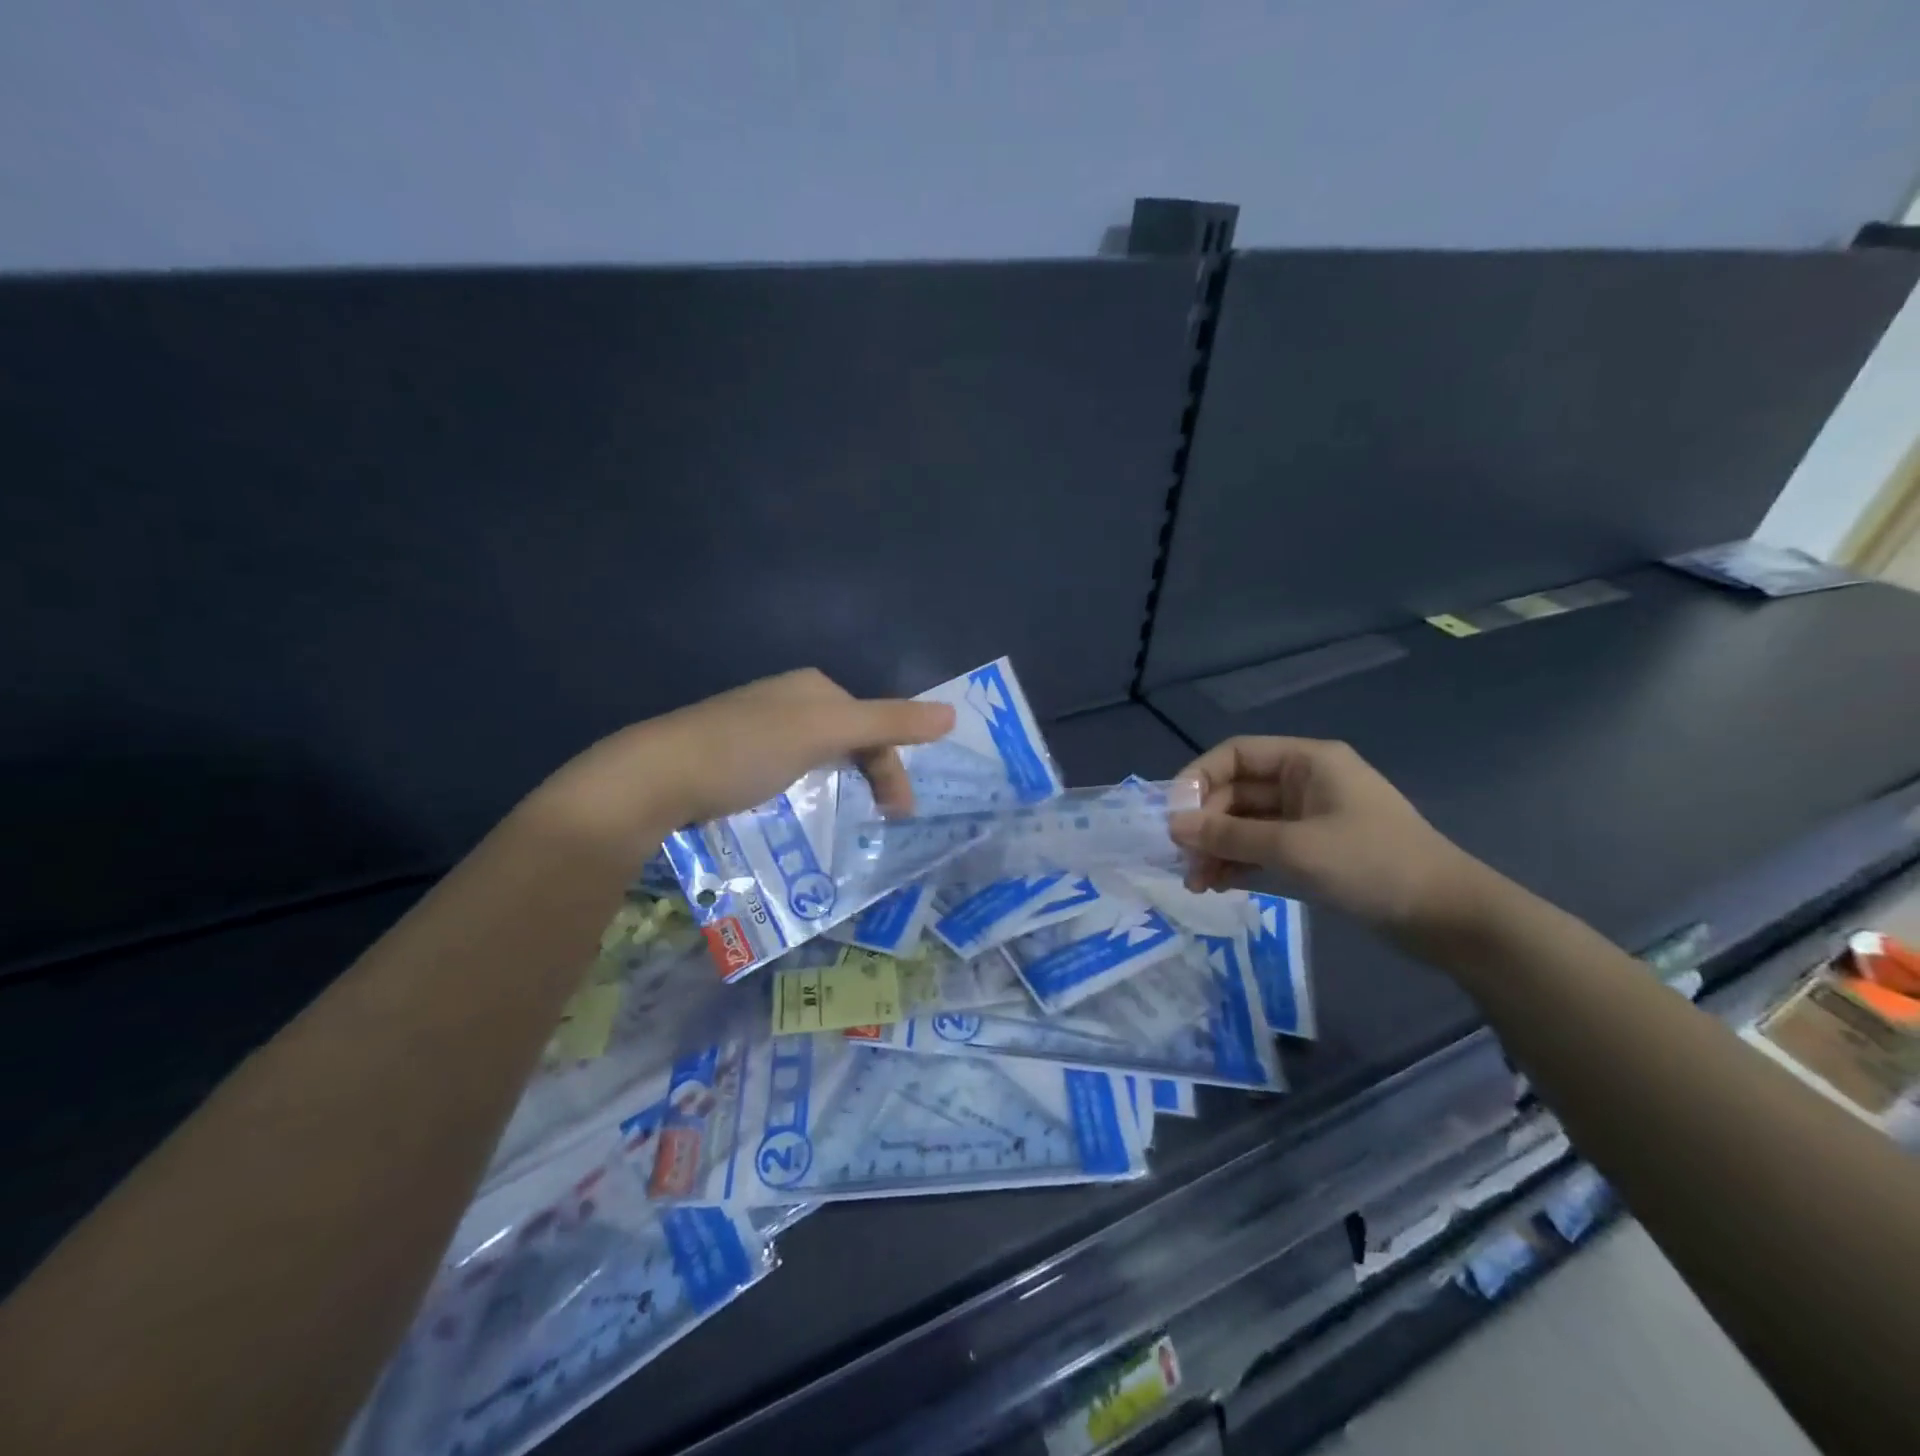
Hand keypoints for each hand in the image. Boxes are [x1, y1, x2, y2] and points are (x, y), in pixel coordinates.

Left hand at [533, 668, 955, 840]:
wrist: (656, 777)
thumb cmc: (746, 750)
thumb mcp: (824, 732)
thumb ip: (888, 721)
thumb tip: (952, 714)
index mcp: (814, 687)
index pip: (874, 723)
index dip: (893, 766)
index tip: (897, 814)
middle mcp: (790, 699)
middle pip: (852, 737)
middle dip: (873, 775)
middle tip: (883, 819)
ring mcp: (761, 727)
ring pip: (823, 755)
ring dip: (845, 783)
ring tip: (848, 817)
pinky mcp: (737, 755)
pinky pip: (793, 769)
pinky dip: (812, 788)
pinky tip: (802, 808)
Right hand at [1169, 736, 1481, 932]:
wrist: (1447, 918)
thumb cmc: (1372, 865)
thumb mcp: (1294, 848)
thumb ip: (1230, 835)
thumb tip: (1173, 826)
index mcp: (1307, 762)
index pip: (1236, 754)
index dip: (1198, 778)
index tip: (1172, 815)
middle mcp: (1306, 782)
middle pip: (1238, 791)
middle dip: (1207, 824)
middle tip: (1183, 860)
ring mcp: (1311, 818)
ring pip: (1248, 823)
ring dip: (1218, 847)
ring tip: (1195, 881)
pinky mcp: (1315, 850)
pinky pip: (1264, 847)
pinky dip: (1240, 861)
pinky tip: (1218, 884)